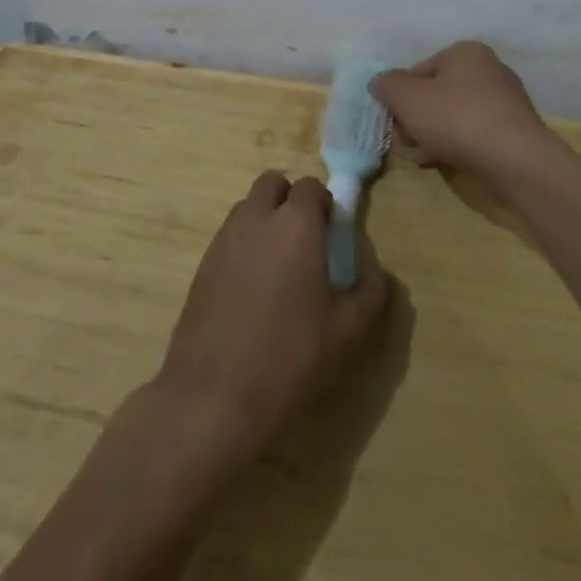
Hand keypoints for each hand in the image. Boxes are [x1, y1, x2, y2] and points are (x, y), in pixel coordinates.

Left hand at [155, 172, 388, 467]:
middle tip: (304, 241)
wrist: (214, 397)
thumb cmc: (291, 357)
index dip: (324, 205)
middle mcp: (257, 218)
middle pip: (273, 183)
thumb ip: (371, 294)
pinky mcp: (202, 264)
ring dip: (264, 220)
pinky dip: (243, 246)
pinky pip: (228, 237)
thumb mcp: (348, 332)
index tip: (332, 234)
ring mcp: (224, 239)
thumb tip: (379, 275)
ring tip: (277, 267)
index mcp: (296, 224)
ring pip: (247, 208)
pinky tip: (250, 290)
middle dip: (289, 200)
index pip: (311, 186)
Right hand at [370, 41, 562, 184]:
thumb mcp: (408, 99)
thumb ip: (387, 86)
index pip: (418, 71)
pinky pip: (475, 133)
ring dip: (433, 135)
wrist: (517, 160)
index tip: (396, 124)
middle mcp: (489, 68)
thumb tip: (380, 83)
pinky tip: (447, 163)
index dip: (401, 98)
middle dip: (417, 119)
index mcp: (465, 52)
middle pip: (436, 94)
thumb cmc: (457, 119)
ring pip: (454, 116)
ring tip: (425, 157)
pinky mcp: (515, 129)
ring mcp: (506, 100)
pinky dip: (458, 144)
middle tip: (409, 143)